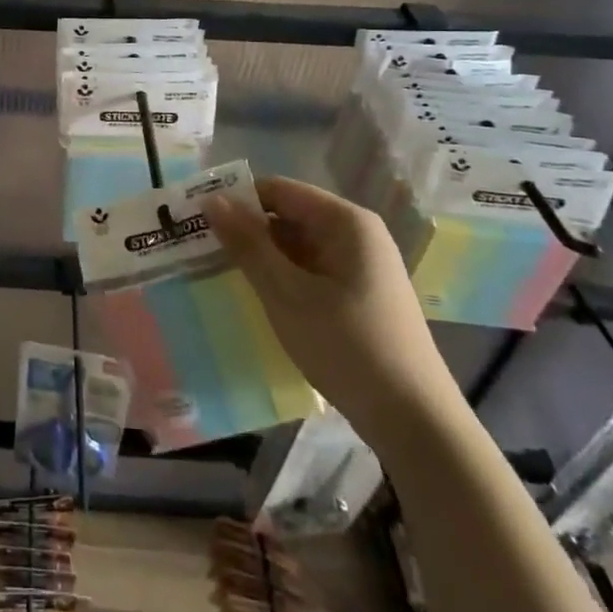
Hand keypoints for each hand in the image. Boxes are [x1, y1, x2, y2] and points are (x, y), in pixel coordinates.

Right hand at [203, 176, 454, 443]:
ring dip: (262, 256)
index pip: (279, 190)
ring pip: (298, 245)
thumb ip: (248, 244)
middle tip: (201, 249)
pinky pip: (311, 270)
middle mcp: (357, 234)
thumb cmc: (348, 346)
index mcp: (346, 222)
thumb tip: (211, 200)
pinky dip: (283, 277)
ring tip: (219, 271)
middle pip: (289, 215)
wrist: (415, 422)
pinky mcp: (360, 295)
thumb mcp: (287, 294)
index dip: (237, 199)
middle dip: (247, 229)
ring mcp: (361, 266)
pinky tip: (257, 297)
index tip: (198, 219)